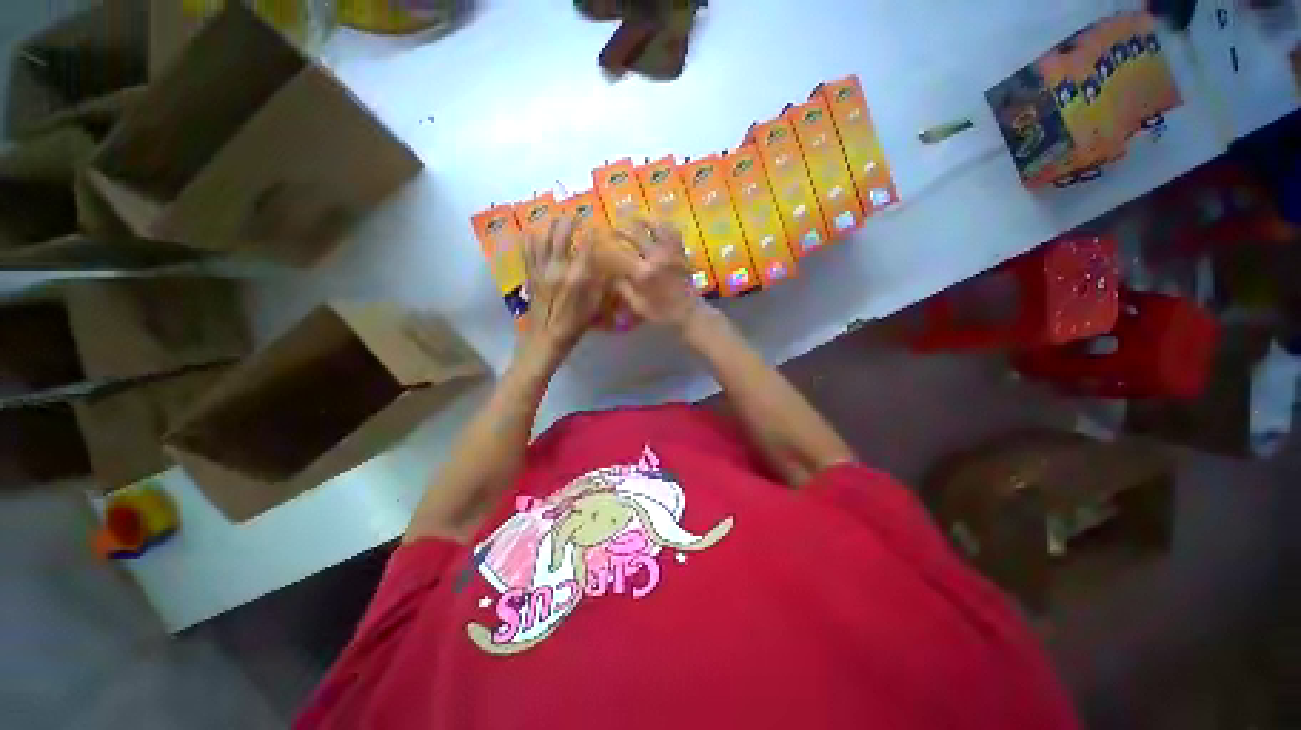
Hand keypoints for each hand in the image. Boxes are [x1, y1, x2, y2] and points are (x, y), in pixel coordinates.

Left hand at [520, 215, 606, 367]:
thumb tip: (603, 266)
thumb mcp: (593, 307)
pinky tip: (533, 232)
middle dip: (570, 221)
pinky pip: (528, 251)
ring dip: (551, 225)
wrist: (545, 339)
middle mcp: (557, 268)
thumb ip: (599, 284)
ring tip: (557, 218)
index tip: (596, 226)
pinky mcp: (530, 275)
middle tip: (576, 216)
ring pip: (543, 239)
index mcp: (576, 277)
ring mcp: (540, 270)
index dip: (592, 233)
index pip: (586, 246)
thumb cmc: (573, 326)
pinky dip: (530, 239)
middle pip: (562, 235)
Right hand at [612, 217, 704, 333]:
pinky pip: (672, 230)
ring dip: (641, 219)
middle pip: (635, 233)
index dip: (607, 245)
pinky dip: (662, 224)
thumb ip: (623, 288)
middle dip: (620, 228)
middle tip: (612, 227)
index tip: (598, 241)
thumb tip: (610, 273)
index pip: (620, 252)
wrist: (690, 313)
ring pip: (655, 225)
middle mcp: (656, 258)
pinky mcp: (681, 251)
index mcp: (643, 274)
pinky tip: (654, 224)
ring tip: (632, 218)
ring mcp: (671, 252)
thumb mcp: (638, 305)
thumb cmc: (662, 313)